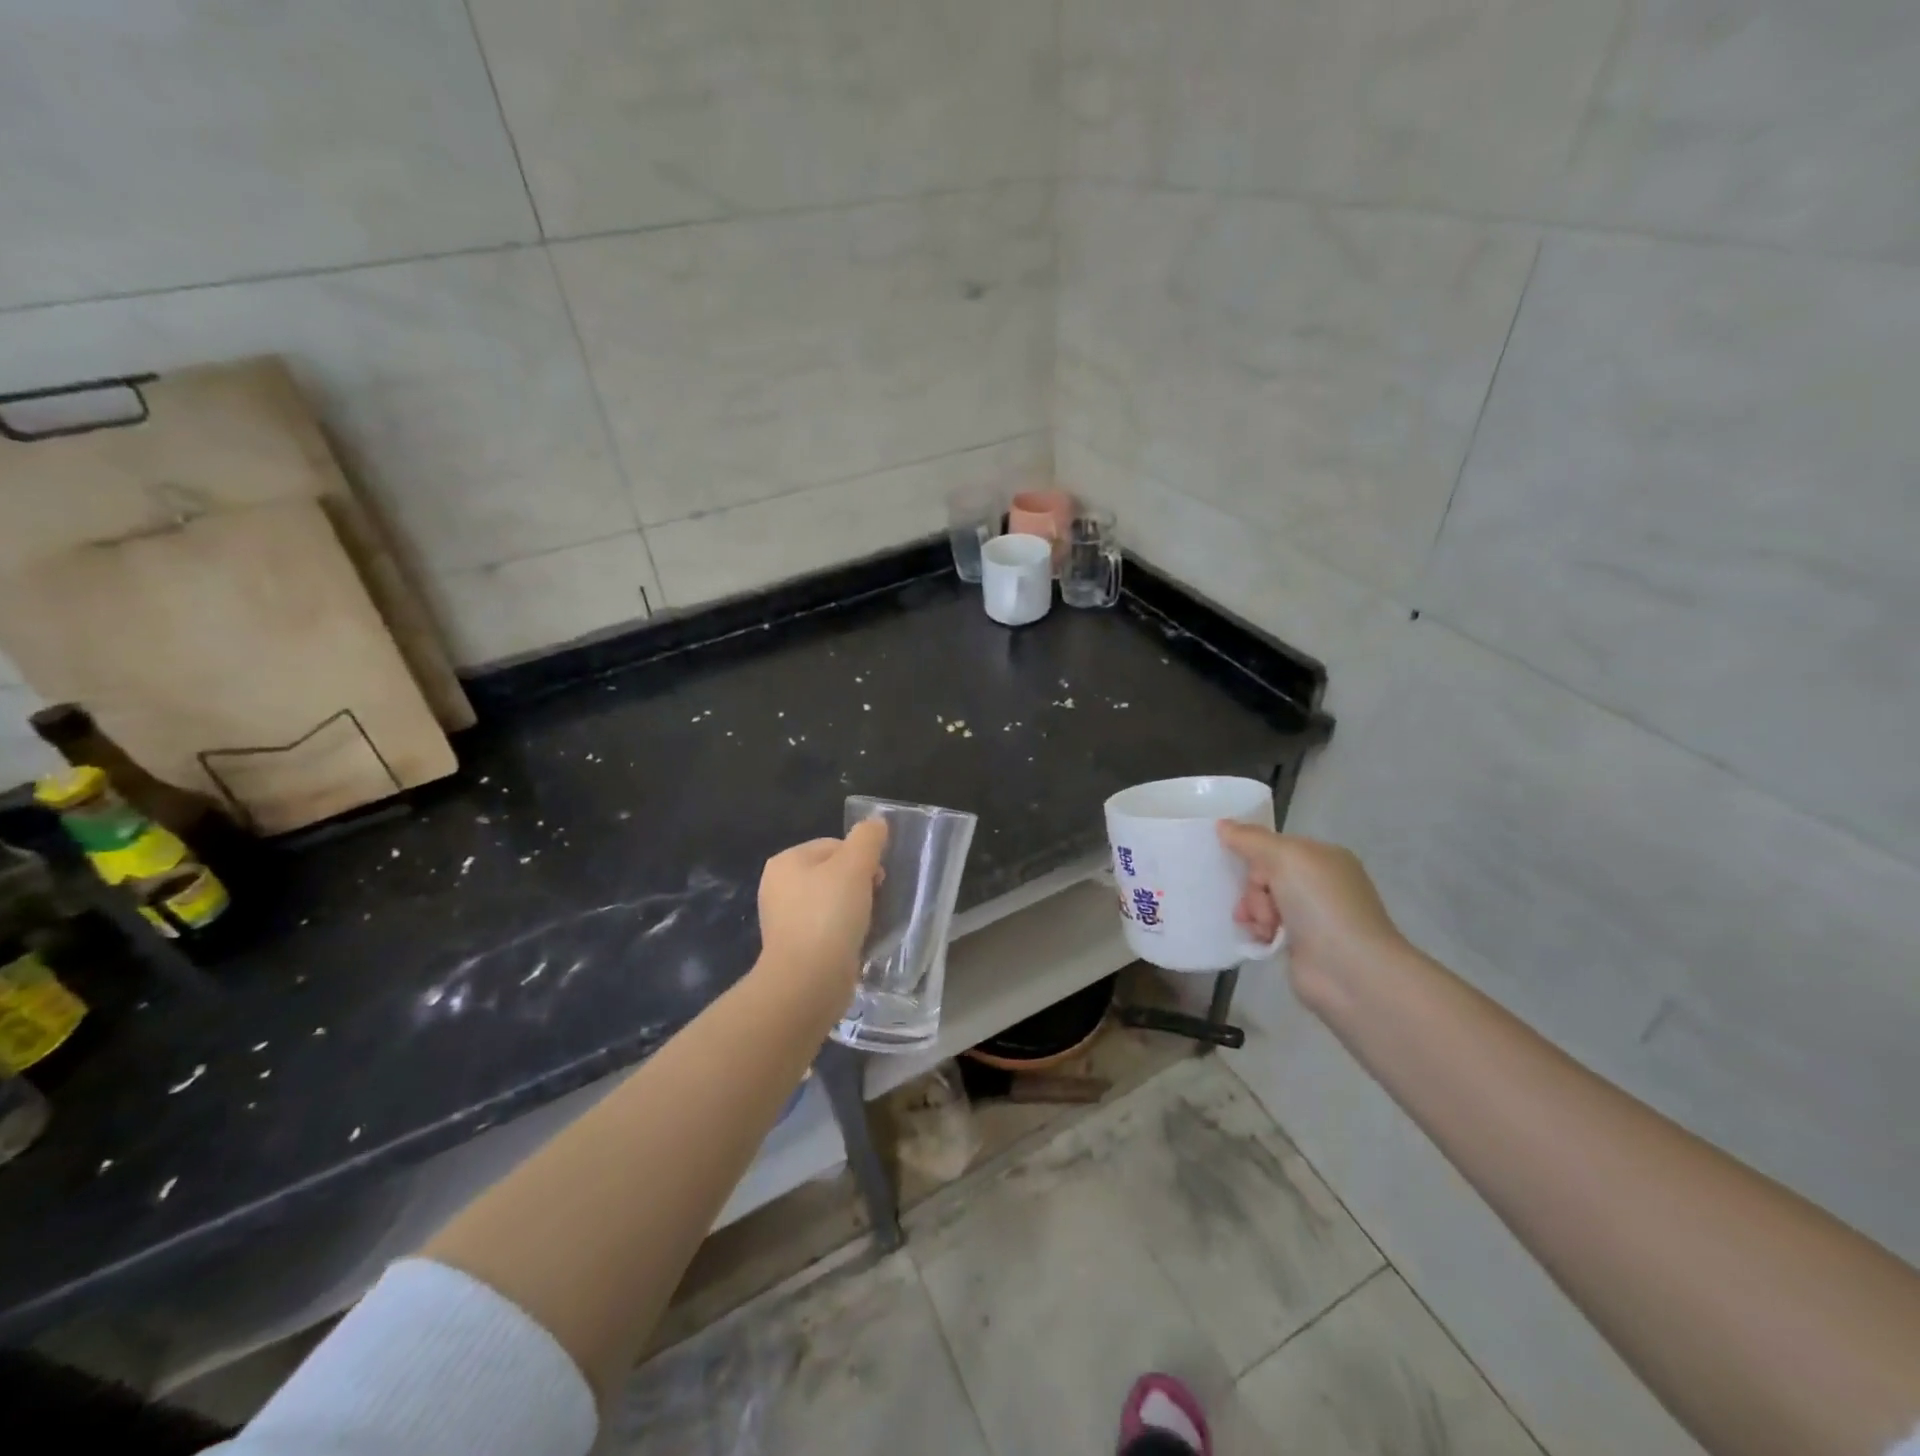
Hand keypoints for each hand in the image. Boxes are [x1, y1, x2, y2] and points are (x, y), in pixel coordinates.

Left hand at [756, 819, 888, 1006]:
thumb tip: (876, 822)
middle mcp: (778, 887)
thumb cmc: (829, 915)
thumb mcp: (855, 866)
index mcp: (786, 861)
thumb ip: (868, 838)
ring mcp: (784, 920)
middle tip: (875, 902)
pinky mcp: (795, 948)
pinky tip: (856, 942)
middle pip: (834, 873)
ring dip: (855, 909)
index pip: (835, 845)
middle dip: (859, 884)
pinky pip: (828, 929)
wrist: (808, 981)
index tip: (877, 879)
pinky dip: (845, 932)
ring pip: (832, 902)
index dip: (862, 858)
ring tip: (868, 924)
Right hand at [1216, 823, 1405, 1012]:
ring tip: (1263, 927)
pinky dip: (1259, 931)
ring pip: (1262, 902)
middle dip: (1253, 888)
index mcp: (1323, 857)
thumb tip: (1222, 824)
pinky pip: (1266, 927)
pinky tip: (1262, 939)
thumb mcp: (1285, 858)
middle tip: (1259, 904)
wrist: (1349, 970)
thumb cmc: (1321, 904)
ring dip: (1254, 911)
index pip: (1274, 846)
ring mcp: (1311, 916)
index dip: (1255, 856)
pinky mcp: (1301, 945)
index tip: (1242, 867)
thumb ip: (1250, 839)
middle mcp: (1319, 884)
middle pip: (1264, 874)